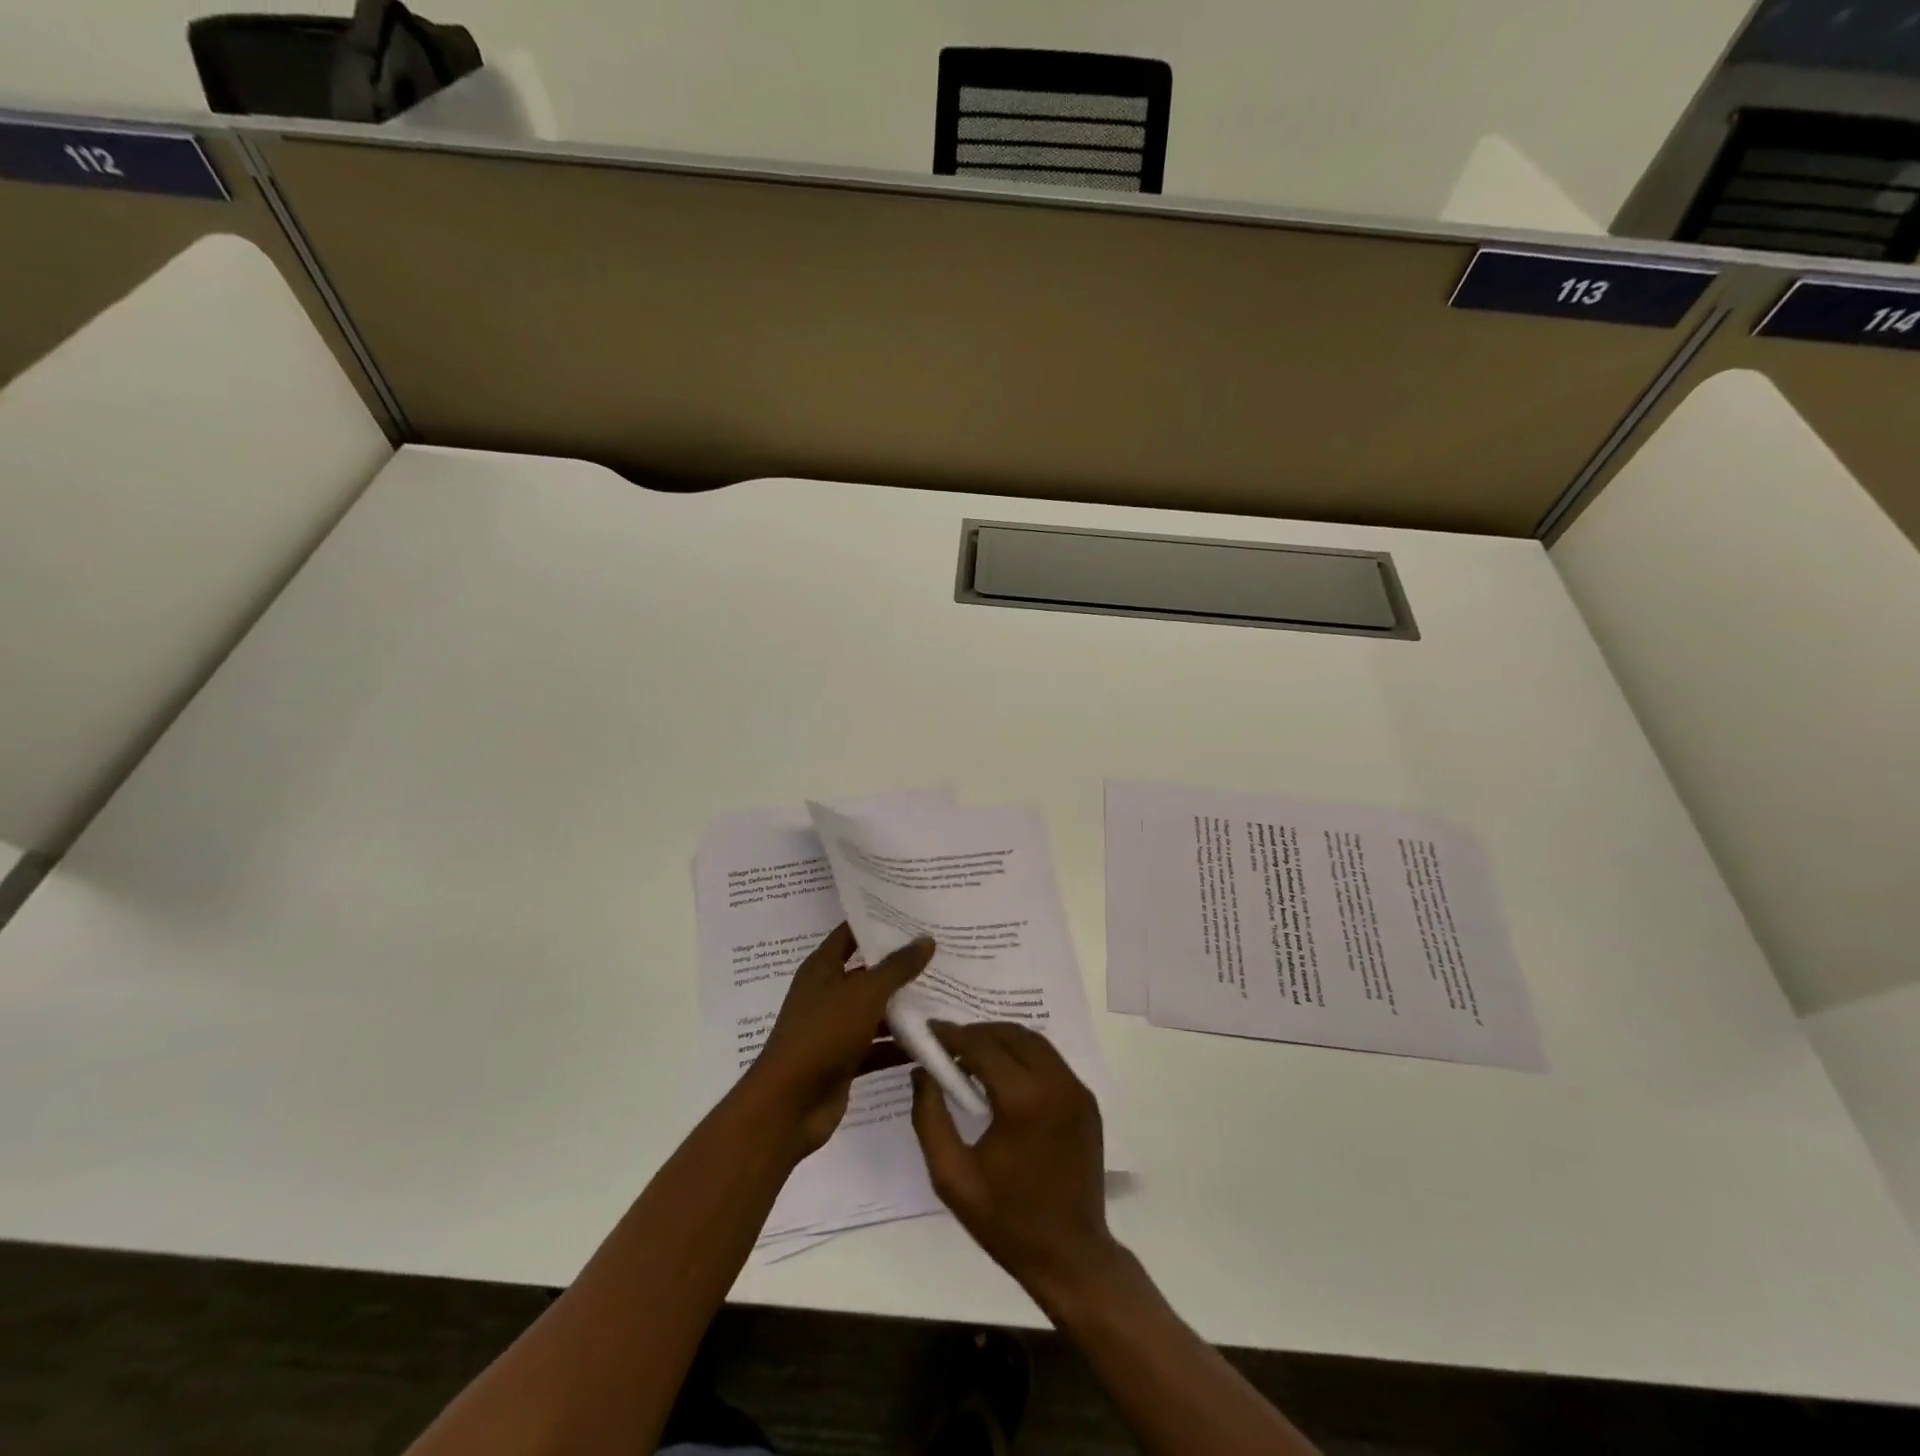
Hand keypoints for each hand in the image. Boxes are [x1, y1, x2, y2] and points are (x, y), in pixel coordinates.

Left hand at [739, 923, 932, 1155]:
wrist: (789, 1105)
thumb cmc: (823, 1034)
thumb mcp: (865, 993)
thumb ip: (897, 967)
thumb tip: (926, 939)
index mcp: (822, 967)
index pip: (851, 933)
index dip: (878, 922)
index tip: (914, 914)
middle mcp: (827, 992)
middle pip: (868, 972)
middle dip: (901, 966)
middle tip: (941, 953)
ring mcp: (835, 1027)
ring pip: (875, 1010)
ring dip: (904, 1007)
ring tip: (946, 995)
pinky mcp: (844, 1059)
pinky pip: (877, 1045)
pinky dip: (899, 1045)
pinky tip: (933, 1041)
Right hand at [911, 1021, 1118, 1299]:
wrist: (1071, 1256)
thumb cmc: (1006, 1221)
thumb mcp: (952, 1177)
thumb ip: (930, 1118)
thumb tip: (922, 1073)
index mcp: (1023, 1101)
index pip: (982, 1046)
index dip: (952, 1035)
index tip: (929, 1032)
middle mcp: (1055, 1084)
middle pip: (1010, 1034)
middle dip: (976, 1032)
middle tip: (948, 1045)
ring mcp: (1077, 1090)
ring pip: (1034, 1042)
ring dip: (1001, 1039)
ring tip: (973, 1056)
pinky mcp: (1087, 1100)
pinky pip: (1051, 1060)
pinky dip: (1024, 1055)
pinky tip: (1005, 1074)